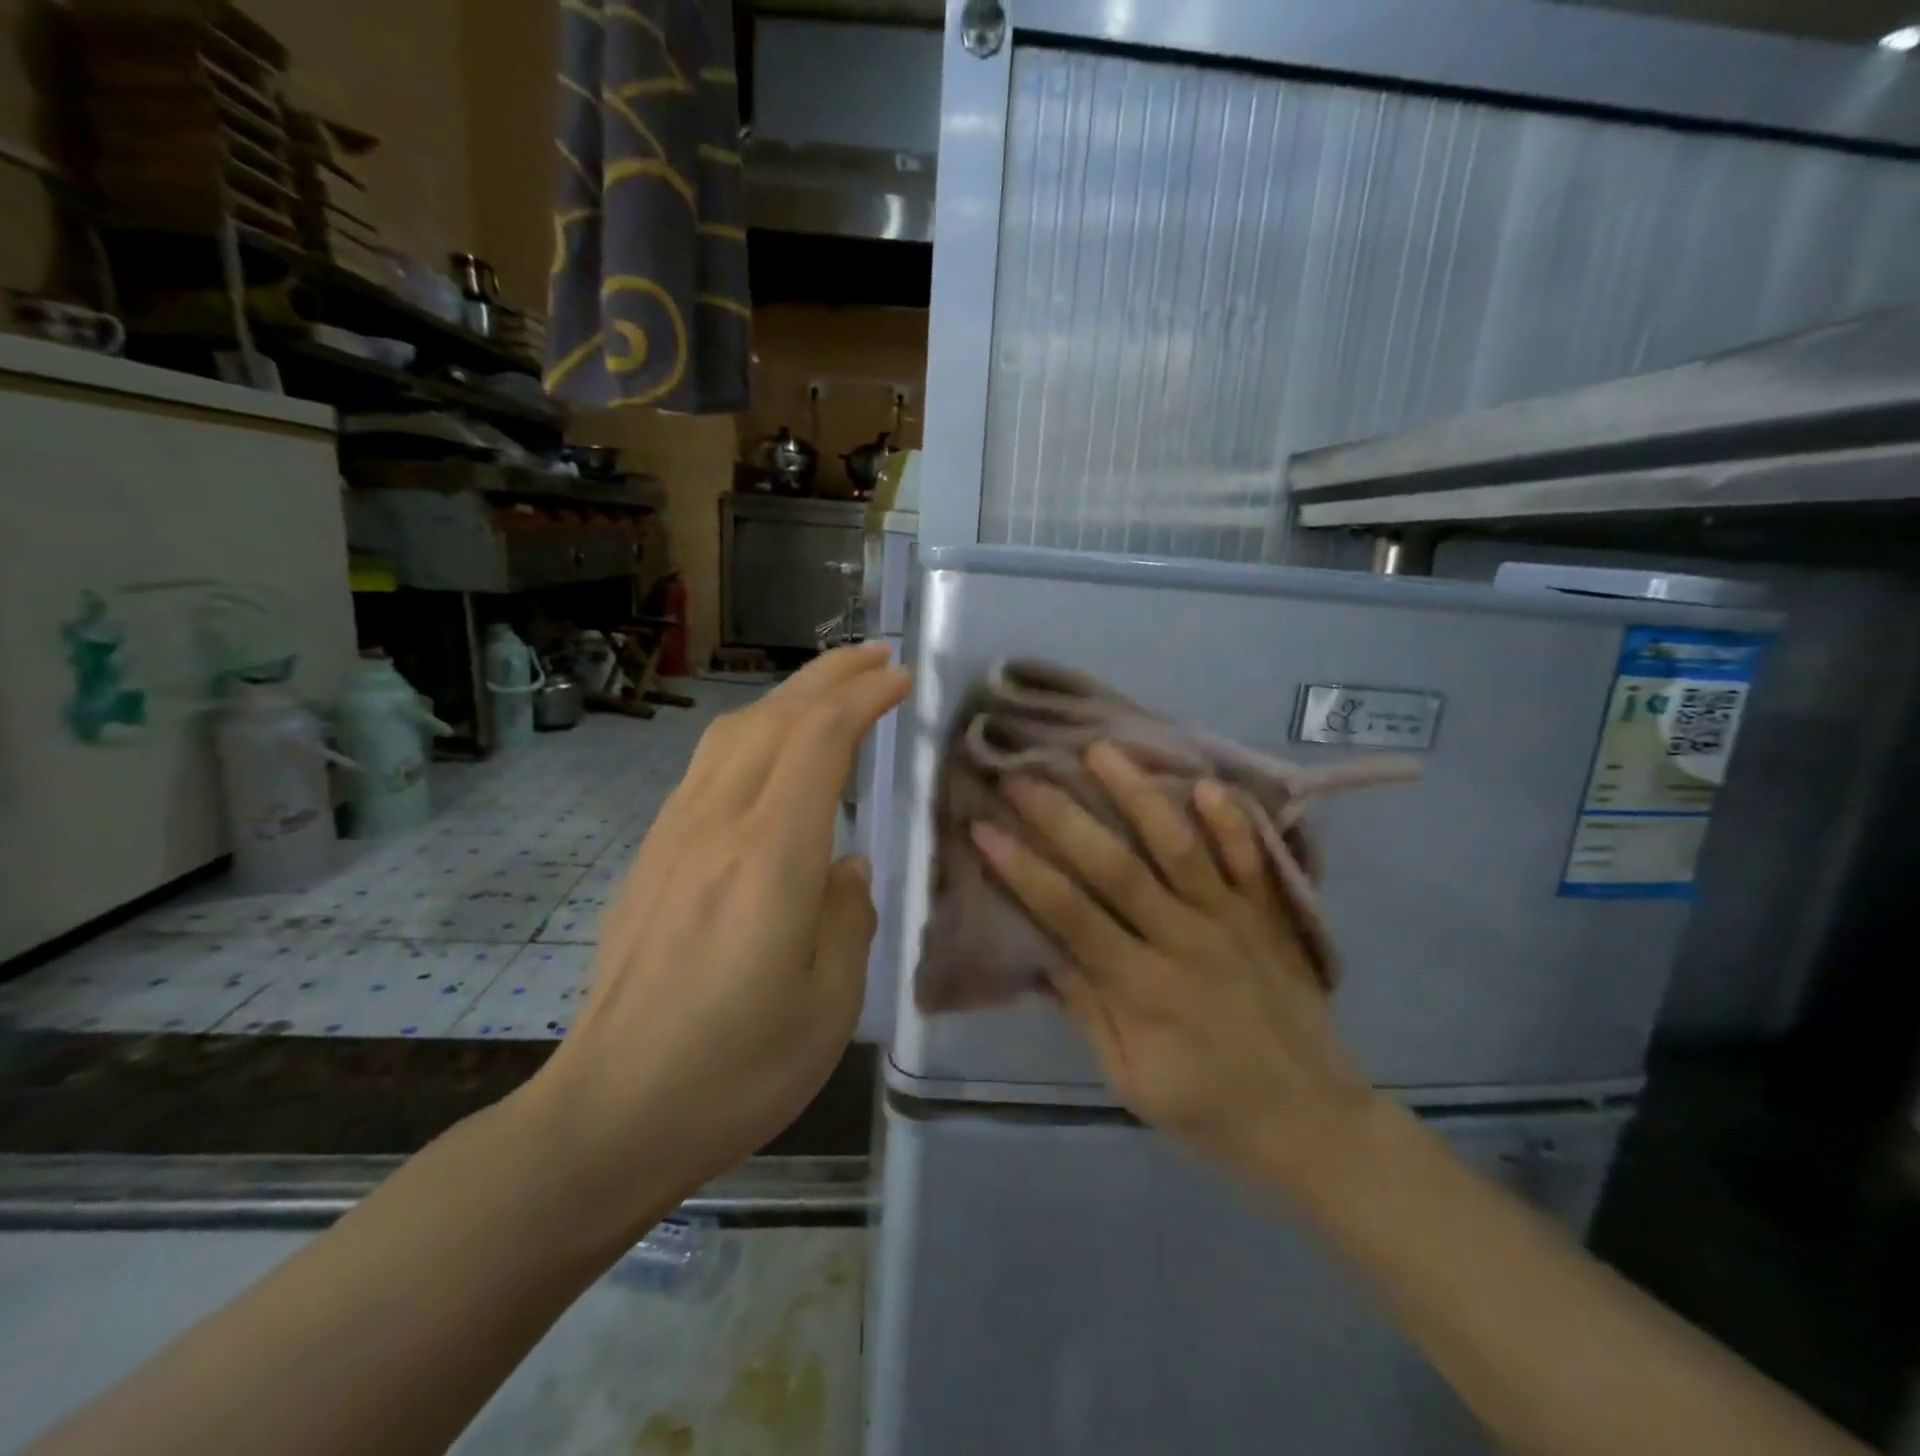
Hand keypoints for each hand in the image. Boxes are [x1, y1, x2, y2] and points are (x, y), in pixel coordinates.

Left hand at [529, 644, 909, 1223]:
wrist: (610, 1114)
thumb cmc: (736, 1068)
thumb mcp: (830, 1003)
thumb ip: (849, 916)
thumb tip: (848, 866)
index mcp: (770, 856)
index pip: (820, 740)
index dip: (862, 698)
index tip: (901, 678)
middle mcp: (717, 826)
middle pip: (774, 719)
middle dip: (828, 676)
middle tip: (875, 657)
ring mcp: (675, 837)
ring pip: (733, 734)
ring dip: (786, 697)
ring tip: (827, 689)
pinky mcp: (652, 858)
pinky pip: (706, 766)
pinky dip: (750, 733)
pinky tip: (766, 752)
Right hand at [971, 741, 1376, 1189]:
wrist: (1313, 1124)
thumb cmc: (1208, 1110)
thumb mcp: (1130, 1079)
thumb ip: (1088, 1010)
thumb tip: (1041, 950)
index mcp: (1141, 987)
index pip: (1070, 914)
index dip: (1023, 869)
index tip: (985, 827)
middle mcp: (1183, 940)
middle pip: (1115, 867)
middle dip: (1063, 817)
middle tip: (1022, 775)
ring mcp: (1232, 922)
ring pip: (1179, 847)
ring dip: (1138, 796)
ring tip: (1101, 749)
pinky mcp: (1270, 917)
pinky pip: (1253, 861)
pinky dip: (1233, 823)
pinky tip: (1207, 783)